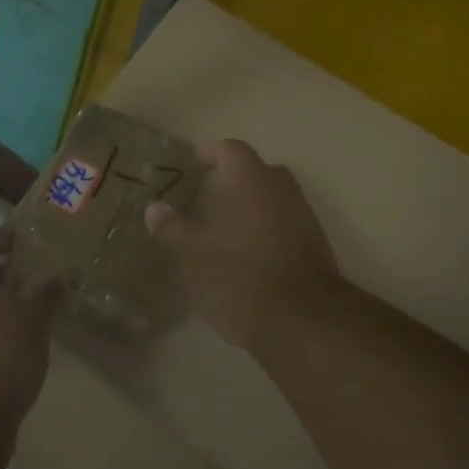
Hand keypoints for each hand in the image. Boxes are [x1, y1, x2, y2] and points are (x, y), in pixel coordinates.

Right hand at [144, 139, 340, 353]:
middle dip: (229, 181)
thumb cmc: (238, 275)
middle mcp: (281, 188)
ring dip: (248, 207)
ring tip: (219, 229)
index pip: (229, 148)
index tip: (189, 167)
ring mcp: (303, 216)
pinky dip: (263, 229)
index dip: (208, 153)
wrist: (301, 320)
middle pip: (254, 171)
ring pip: (271, 198)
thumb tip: (154, 208)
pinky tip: (243, 254)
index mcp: (251, 179)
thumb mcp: (192, 254)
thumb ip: (171, 227)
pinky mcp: (314, 244)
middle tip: (202, 198)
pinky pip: (283, 223)